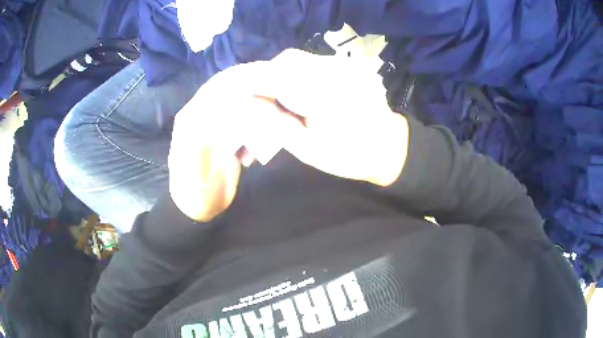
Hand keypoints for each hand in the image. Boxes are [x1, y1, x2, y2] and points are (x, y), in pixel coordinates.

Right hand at [253, 49, 409, 185]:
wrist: (389, 147)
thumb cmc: (350, 155)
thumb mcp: (308, 148)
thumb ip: (274, 124)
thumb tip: (246, 104)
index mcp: (322, 92)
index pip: (274, 76)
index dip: (249, 83)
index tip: (233, 96)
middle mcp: (331, 70)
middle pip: (285, 61)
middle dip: (264, 78)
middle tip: (259, 103)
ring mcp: (340, 65)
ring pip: (296, 60)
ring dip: (279, 76)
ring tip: (277, 102)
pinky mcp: (344, 67)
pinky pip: (309, 63)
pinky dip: (294, 75)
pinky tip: (296, 94)